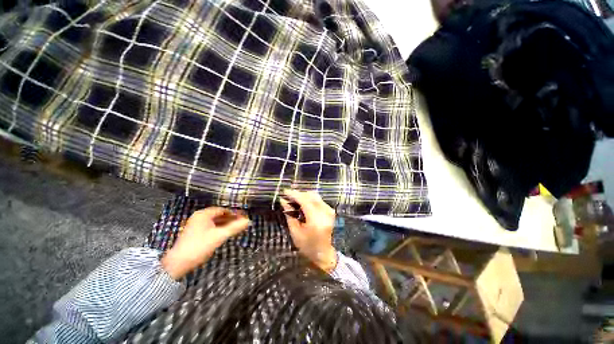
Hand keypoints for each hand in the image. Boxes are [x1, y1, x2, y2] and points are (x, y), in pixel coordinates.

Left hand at [161, 207, 249, 279]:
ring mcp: (196, 225)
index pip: (223, 210)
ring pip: (215, 222)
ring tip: (236, 228)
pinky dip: (219, 229)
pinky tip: (225, 233)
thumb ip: (234, 227)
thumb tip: (248, 221)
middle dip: (231, 219)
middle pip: (219, 215)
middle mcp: (199, 217)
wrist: (178, 263)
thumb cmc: (200, 246)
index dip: (234, 213)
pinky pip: (210, 227)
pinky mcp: (195, 233)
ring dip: (226, 224)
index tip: (243, 217)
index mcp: (203, 214)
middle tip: (241, 223)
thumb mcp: (219, 236)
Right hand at [281, 189, 336, 272]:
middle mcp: (325, 213)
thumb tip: (284, 201)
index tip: (285, 192)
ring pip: (315, 196)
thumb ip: (290, 215)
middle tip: (288, 196)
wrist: (323, 253)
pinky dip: (310, 199)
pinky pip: (319, 200)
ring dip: (304, 196)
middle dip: (299, 194)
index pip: (305, 201)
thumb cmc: (307, 246)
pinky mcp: (330, 211)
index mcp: (316, 221)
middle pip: (311, 196)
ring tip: (294, 200)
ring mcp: (329, 211)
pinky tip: (303, 203)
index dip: (294, 194)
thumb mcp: (295, 232)